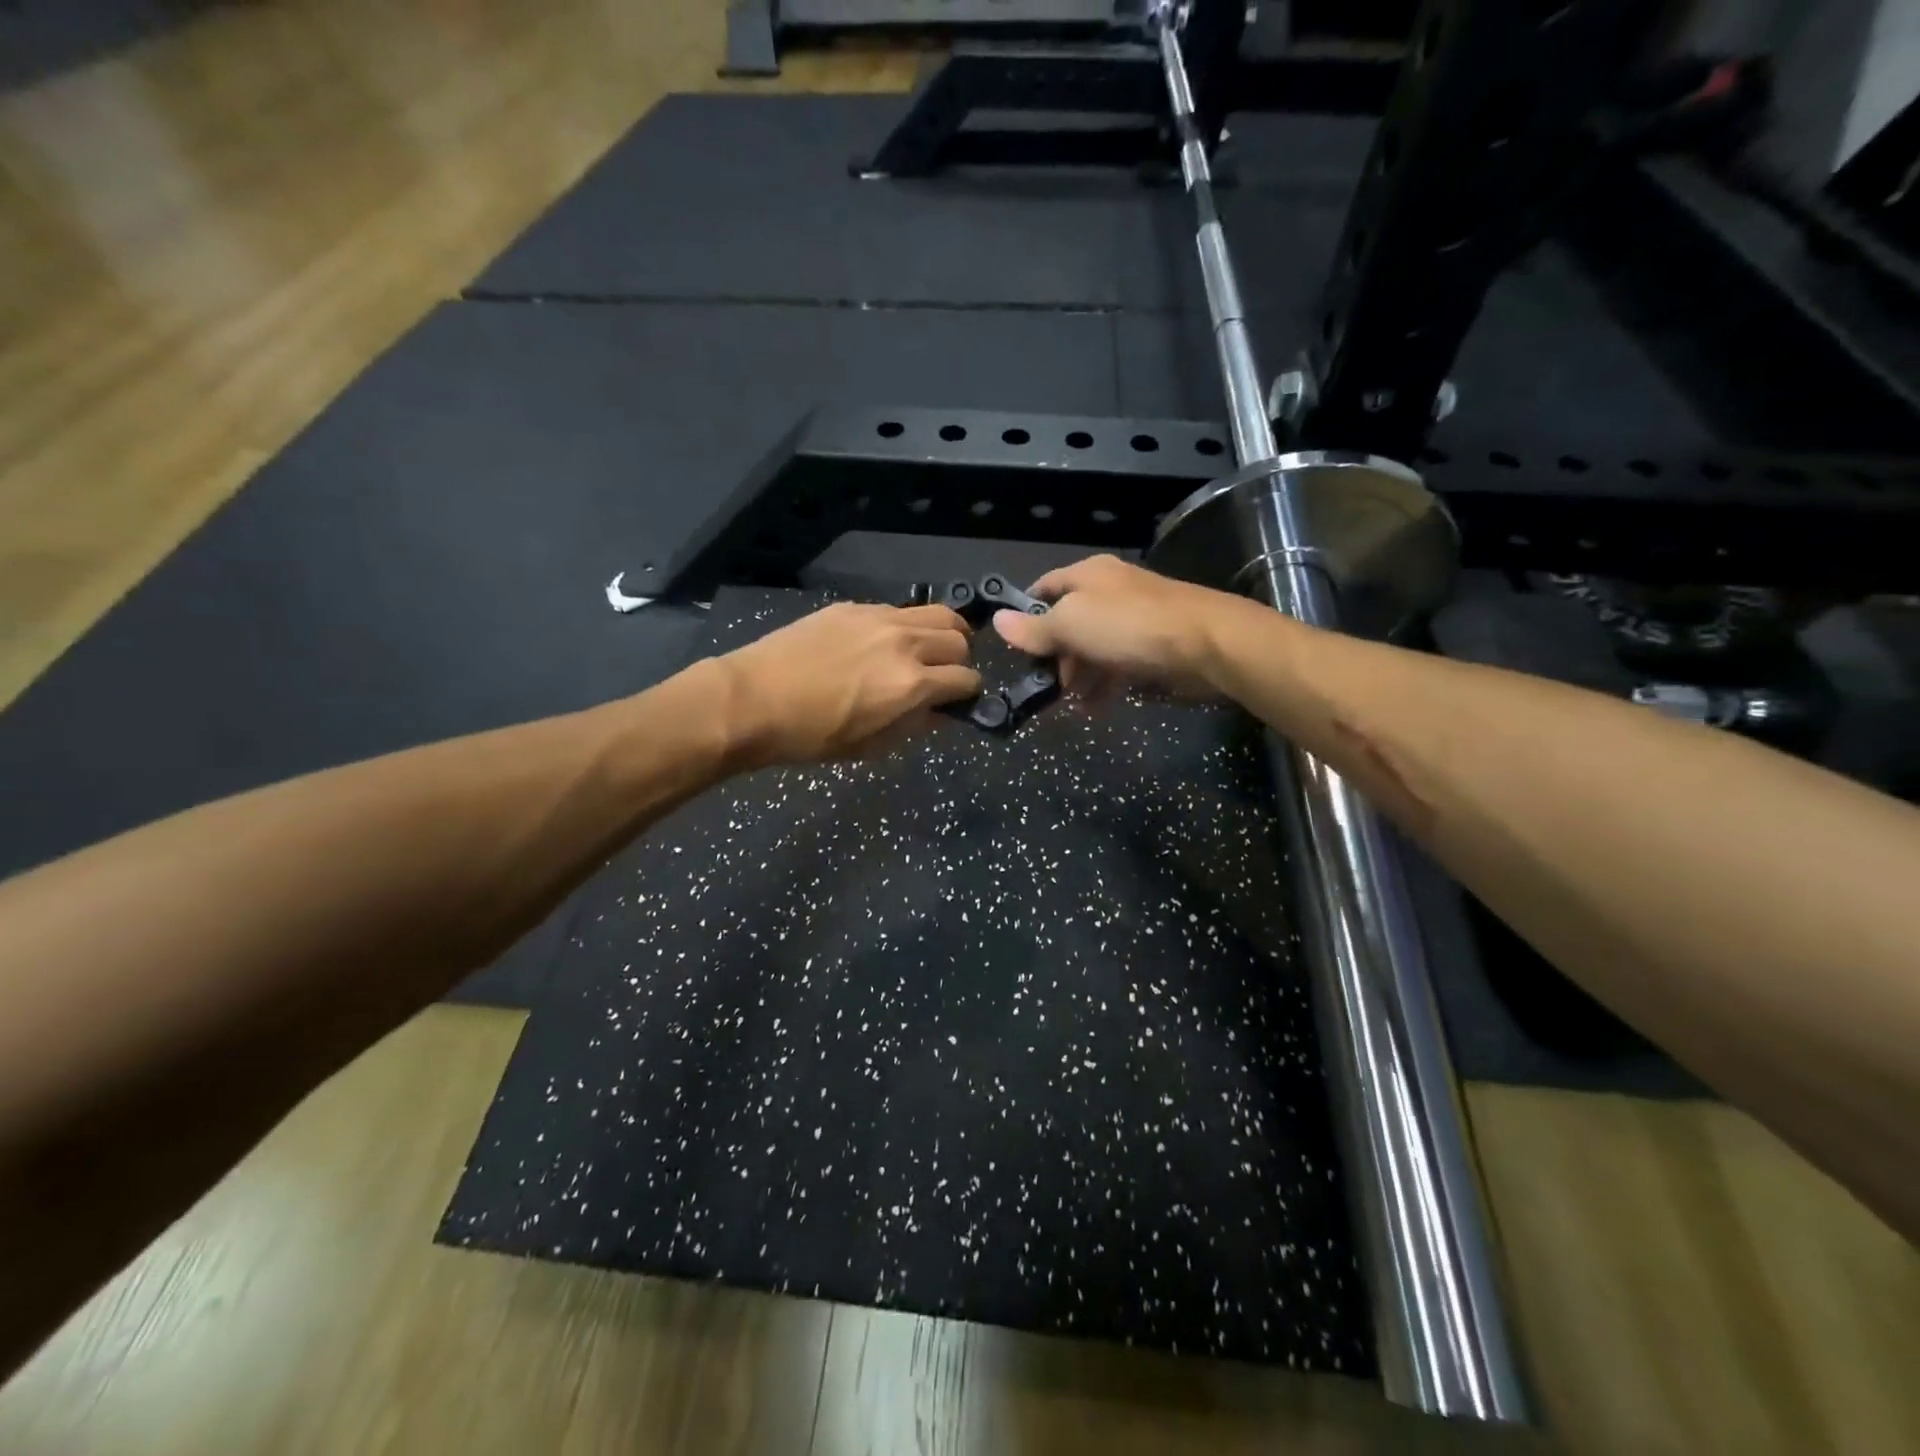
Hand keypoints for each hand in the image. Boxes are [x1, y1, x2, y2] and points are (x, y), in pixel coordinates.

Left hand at [713, 602, 979, 766]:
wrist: (752, 700)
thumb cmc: (810, 736)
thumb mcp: (871, 745)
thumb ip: (914, 724)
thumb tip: (939, 710)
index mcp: (912, 684)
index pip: (966, 679)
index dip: (968, 693)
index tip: (959, 701)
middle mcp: (904, 643)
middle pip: (959, 639)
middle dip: (960, 660)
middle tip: (944, 675)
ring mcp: (879, 618)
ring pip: (937, 613)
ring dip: (944, 633)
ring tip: (932, 648)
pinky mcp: (854, 607)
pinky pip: (899, 610)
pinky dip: (907, 626)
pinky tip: (887, 641)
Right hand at [990, 555, 1239, 704]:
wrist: (1206, 645)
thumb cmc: (1128, 626)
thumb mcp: (1070, 624)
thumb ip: (1034, 629)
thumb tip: (997, 621)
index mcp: (1089, 575)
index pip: (1044, 588)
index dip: (1025, 613)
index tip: (1011, 645)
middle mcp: (1110, 593)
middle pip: (1069, 622)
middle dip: (1053, 655)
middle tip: (1042, 684)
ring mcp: (1134, 621)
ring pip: (1093, 648)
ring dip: (1078, 676)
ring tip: (1069, 704)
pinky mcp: (1154, 648)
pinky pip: (1119, 667)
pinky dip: (1104, 686)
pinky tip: (1095, 708)